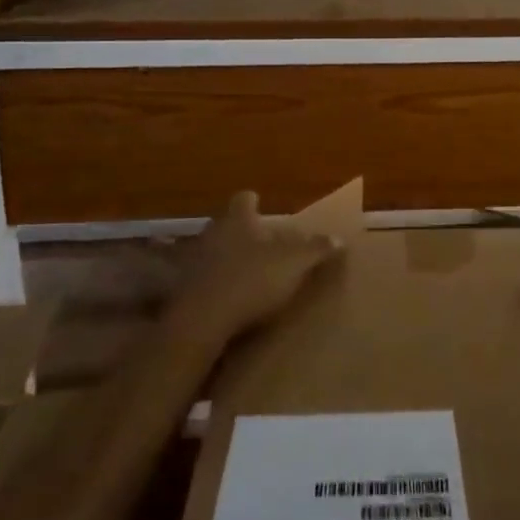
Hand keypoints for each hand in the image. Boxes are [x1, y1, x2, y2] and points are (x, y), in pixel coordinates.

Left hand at [167, 192, 344, 350]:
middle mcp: (211, 233)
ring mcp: (192, 261)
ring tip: (244, 273)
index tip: (261, 206)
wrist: (201, 320)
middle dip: (240, 232)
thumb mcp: (294, 264)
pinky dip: (213, 283)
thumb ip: (315, 249)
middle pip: (226, 224)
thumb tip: (338, 238)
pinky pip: (201, 278)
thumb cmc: (251, 280)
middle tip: (259, 244)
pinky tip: (225, 297)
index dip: (253, 202)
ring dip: (224, 258)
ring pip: (211, 250)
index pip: (244, 199)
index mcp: (238, 220)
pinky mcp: (182, 289)